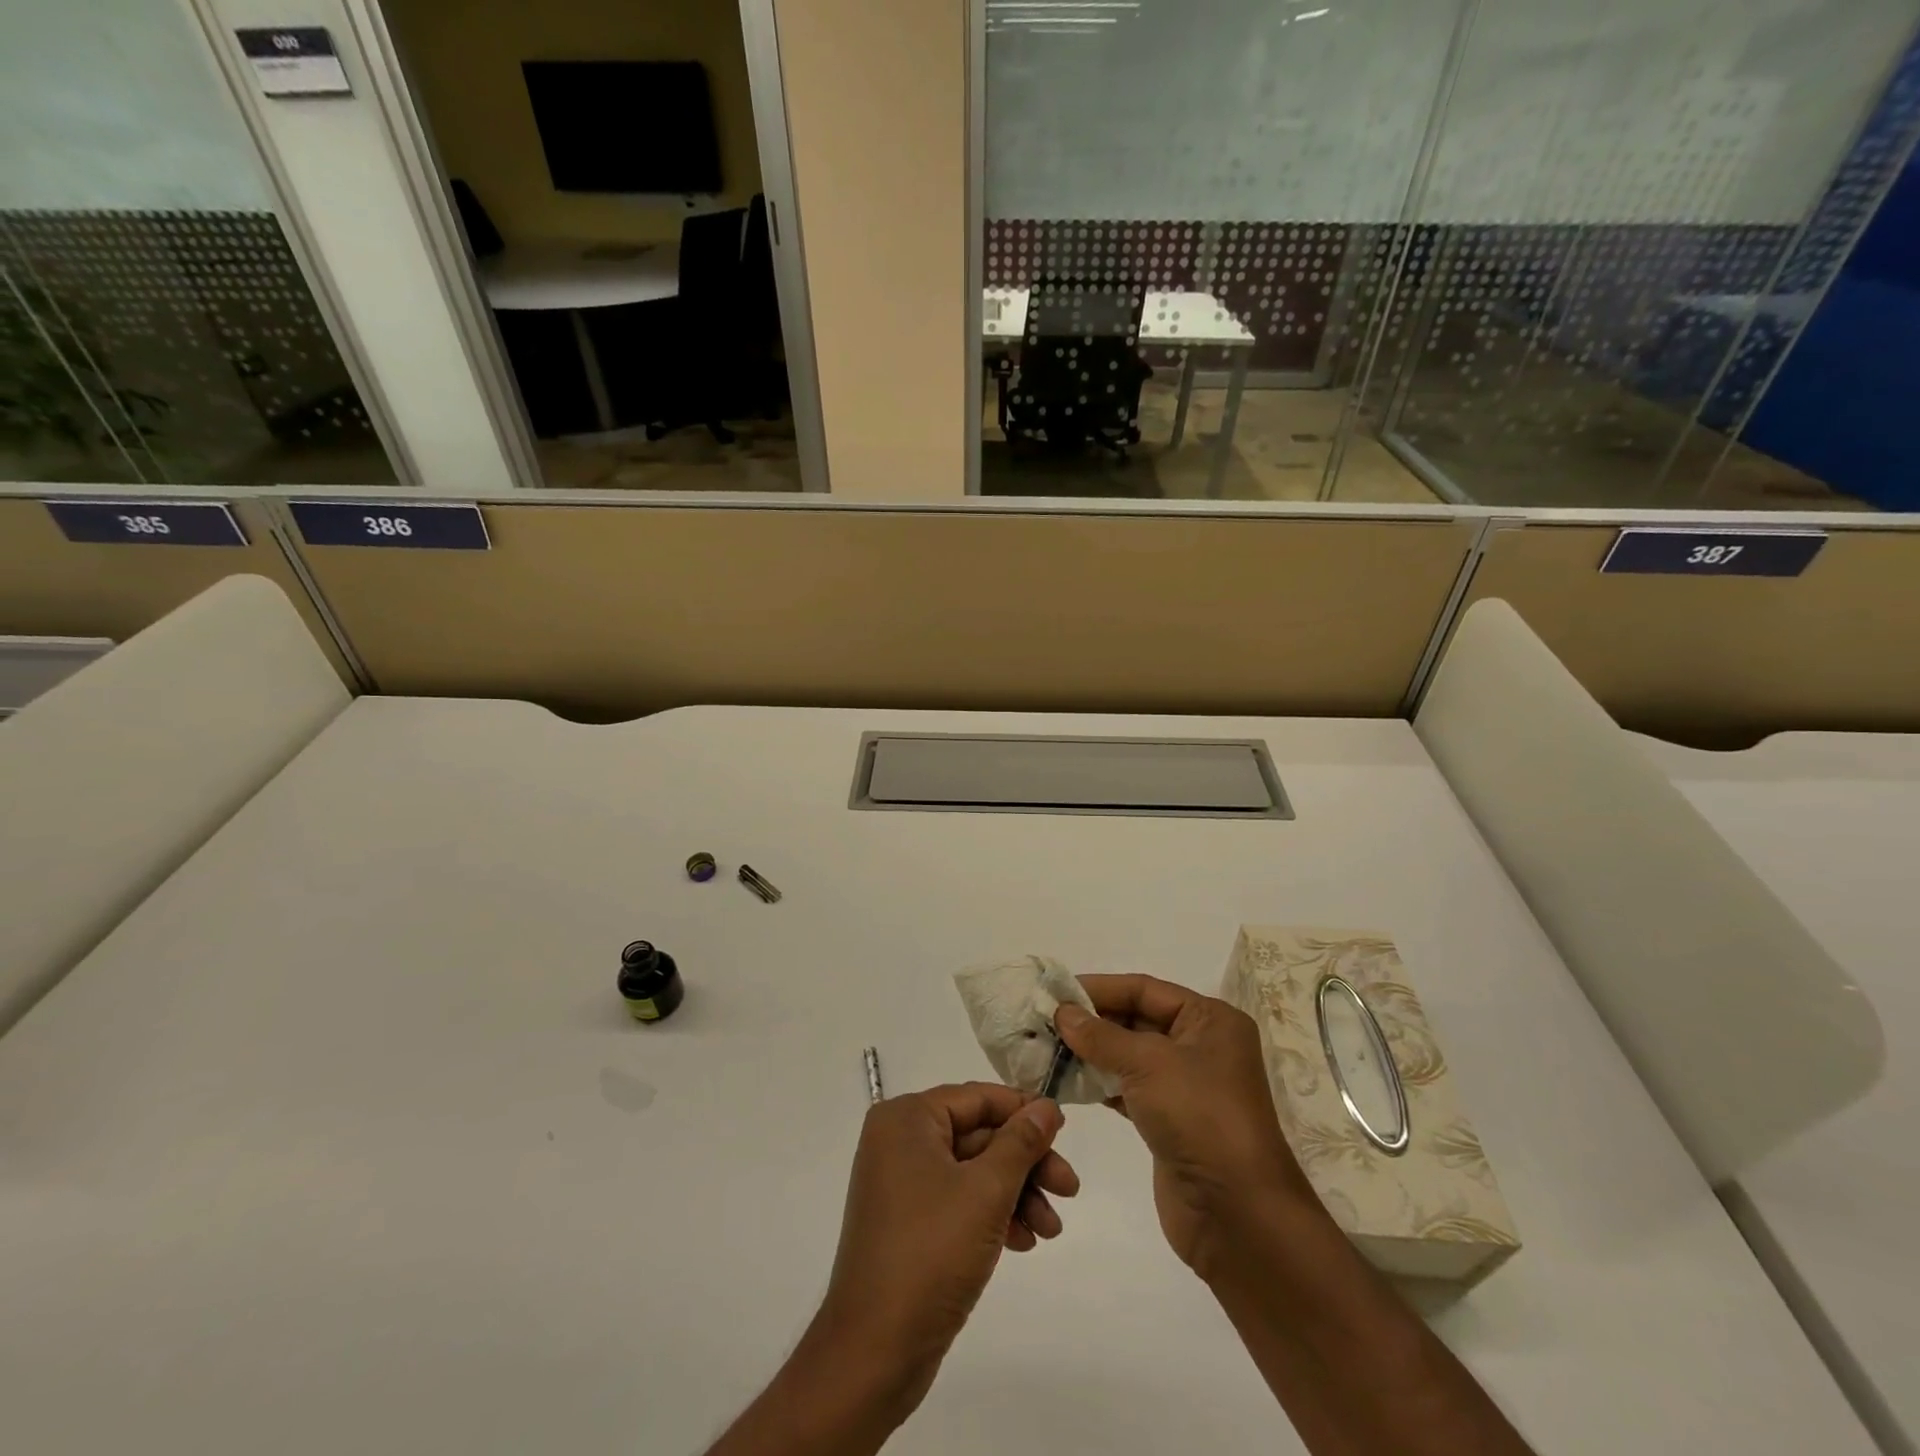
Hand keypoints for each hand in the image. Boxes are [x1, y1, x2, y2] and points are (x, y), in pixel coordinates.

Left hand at [812, 1083, 1078, 1414]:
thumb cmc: (930, 1253)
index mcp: (907, 1119)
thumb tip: (1046, 1105)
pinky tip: (1024, 1242)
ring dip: (1017, 1194)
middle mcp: (900, 1141)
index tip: (1065, 1130)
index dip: (1023, 1111)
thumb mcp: (986, 1191)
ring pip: (974, 1171)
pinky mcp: (909, 1222)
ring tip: (1051, 1229)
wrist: (874, 1353)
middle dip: (1026, 1163)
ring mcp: (902, 1183)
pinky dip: (993, 1215)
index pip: (976, 1098)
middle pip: (978, 1135)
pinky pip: (960, 1201)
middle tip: (1070, 1189)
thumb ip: (1020, 1142)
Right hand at [1055, 975, 1315, 1277]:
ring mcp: (1185, 1086)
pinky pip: (1127, 1088)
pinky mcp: (1169, 1121)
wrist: (1238, 1215)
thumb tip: (1062, 1012)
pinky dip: (1099, 1082)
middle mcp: (1200, 1046)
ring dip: (1090, 1052)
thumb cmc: (1200, 1118)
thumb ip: (1101, 1035)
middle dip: (1091, 1020)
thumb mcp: (1148, 1064)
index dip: (1099, 988)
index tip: (1055, 992)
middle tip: (1044, 1021)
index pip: (1144, 990)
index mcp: (1209, 1020)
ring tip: (1046, 1048)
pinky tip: (1066, 1081)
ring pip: (1129, 1055)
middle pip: (1136, 1019)